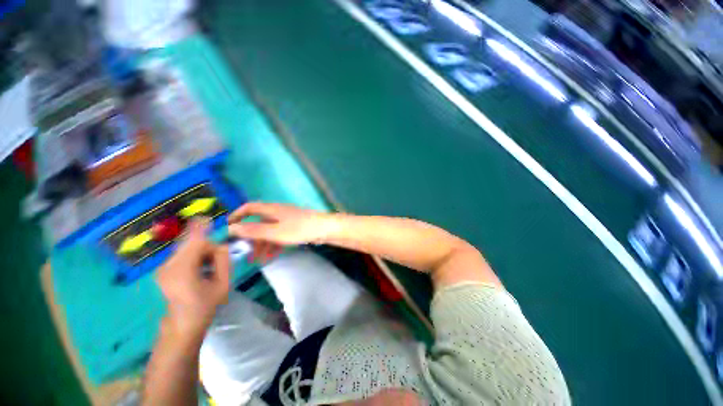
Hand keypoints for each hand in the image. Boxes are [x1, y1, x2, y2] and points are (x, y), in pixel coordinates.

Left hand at [156, 219, 229, 339]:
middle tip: (217, 261)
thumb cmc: (205, 305)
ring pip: (186, 248)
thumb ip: (223, 260)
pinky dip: (193, 256)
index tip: (207, 217)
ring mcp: (162, 268)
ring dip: (200, 252)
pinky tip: (199, 269)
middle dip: (207, 246)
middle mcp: (168, 266)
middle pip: (191, 243)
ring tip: (207, 268)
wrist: (182, 324)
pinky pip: (182, 254)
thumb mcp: (223, 283)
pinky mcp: (162, 269)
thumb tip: (221, 245)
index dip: (201, 228)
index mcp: (183, 271)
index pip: (194, 242)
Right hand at [227, 202, 333, 256]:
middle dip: (251, 237)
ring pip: (270, 231)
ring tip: (258, 260)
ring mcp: (287, 220)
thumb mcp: (274, 232)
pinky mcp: (295, 227)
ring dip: (262, 244)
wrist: (324, 229)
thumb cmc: (299, 229)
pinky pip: (280, 235)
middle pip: (259, 223)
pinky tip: (272, 255)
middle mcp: (278, 212)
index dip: (237, 215)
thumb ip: (253, 230)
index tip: (228, 228)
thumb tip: (231, 228)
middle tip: (245, 252)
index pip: (249, 207)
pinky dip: (274, 244)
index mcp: (272, 209)